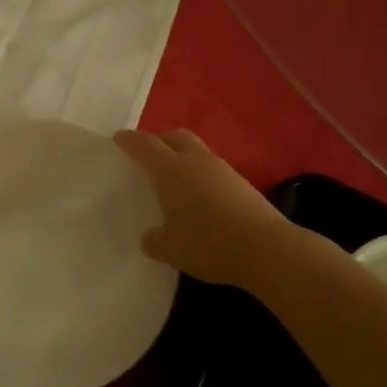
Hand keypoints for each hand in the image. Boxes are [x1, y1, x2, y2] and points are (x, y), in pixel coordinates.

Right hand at [114, 129, 293, 287]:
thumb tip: (151, 237)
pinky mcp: (242, 184)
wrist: (266, 249)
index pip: (145, 146)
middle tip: (149, 155)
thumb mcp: (170, 248)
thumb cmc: (208, 243)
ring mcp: (222, 170)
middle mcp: (196, 162)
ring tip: (174, 180)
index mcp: (171, 170)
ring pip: (197, 152)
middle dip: (160, 141)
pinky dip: (201, 177)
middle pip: (175, 137)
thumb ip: (155, 240)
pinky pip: (212, 171)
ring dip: (183, 158)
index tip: (119, 138)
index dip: (130, 141)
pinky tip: (199, 199)